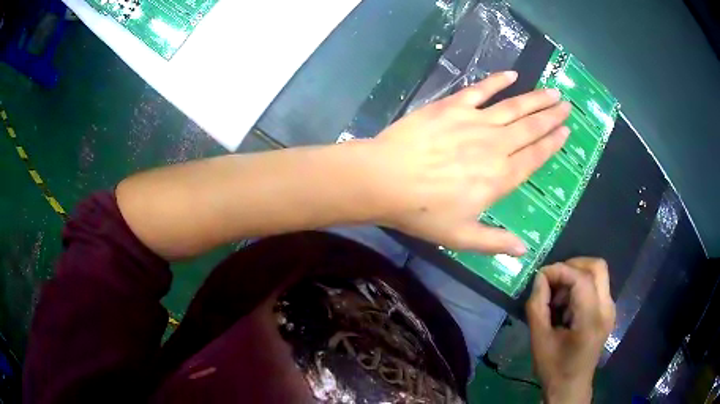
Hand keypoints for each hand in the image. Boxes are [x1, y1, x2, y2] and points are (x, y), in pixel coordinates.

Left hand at [366, 71, 570, 254]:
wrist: (385, 180)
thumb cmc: (422, 212)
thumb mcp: (461, 237)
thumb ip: (495, 242)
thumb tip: (524, 250)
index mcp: (500, 177)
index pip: (535, 157)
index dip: (552, 143)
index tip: (566, 131)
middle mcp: (495, 146)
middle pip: (530, 129)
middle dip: (550, 117)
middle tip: (566, 106)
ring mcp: (474, 122)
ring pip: (513, 108)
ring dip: (535, 99)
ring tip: (552, 91)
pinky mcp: (452, 106)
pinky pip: (481, 90)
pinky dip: (497, 81)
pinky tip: (512, 74)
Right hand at [525, 257, 615, 403]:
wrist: (571, 387)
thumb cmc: (554, 368)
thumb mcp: (539, 340)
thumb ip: (537, 306)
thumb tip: (540, 278)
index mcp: (591, 319)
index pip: (581, 279)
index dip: (559, 270)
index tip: (540, 276)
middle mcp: (607, 309)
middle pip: (597, 267)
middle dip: (572, 265)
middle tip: (553, 280)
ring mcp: (610, 309)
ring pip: (598, 274)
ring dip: (576, 277)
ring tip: (558, 297)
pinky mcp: (608, 312)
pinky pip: (597, 286)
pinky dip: (580, 287)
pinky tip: (567, 306)